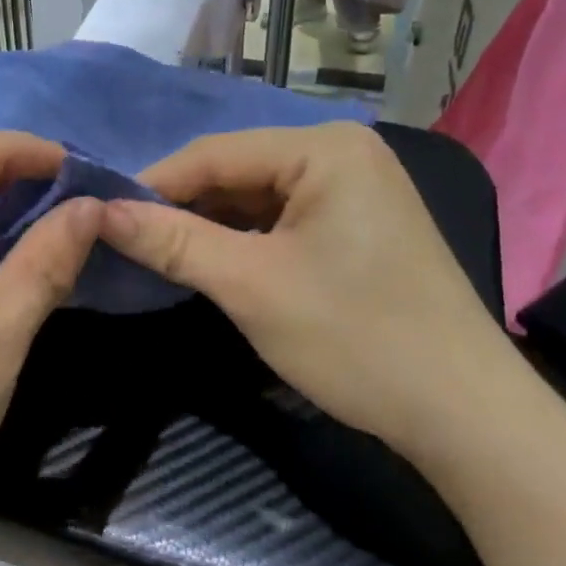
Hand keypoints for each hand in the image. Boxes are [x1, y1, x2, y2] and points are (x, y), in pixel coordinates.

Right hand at [98, 123, 512, 451]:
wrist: (466, 417)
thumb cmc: (356, 338)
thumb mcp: (250, 285)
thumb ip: (171, 241)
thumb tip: (98, 213)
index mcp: (324, 147)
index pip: (213, 154)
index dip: (152, 185)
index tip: (100, 215)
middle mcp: (342, 152)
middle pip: (235, 172)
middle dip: (182, 207)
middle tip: (125, 239)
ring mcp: (355, 187)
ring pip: (255, 196)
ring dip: (209, 225)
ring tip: (158, 252)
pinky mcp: (358, 223)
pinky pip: (282, 217)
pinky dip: (244, 239)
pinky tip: (212, 260)